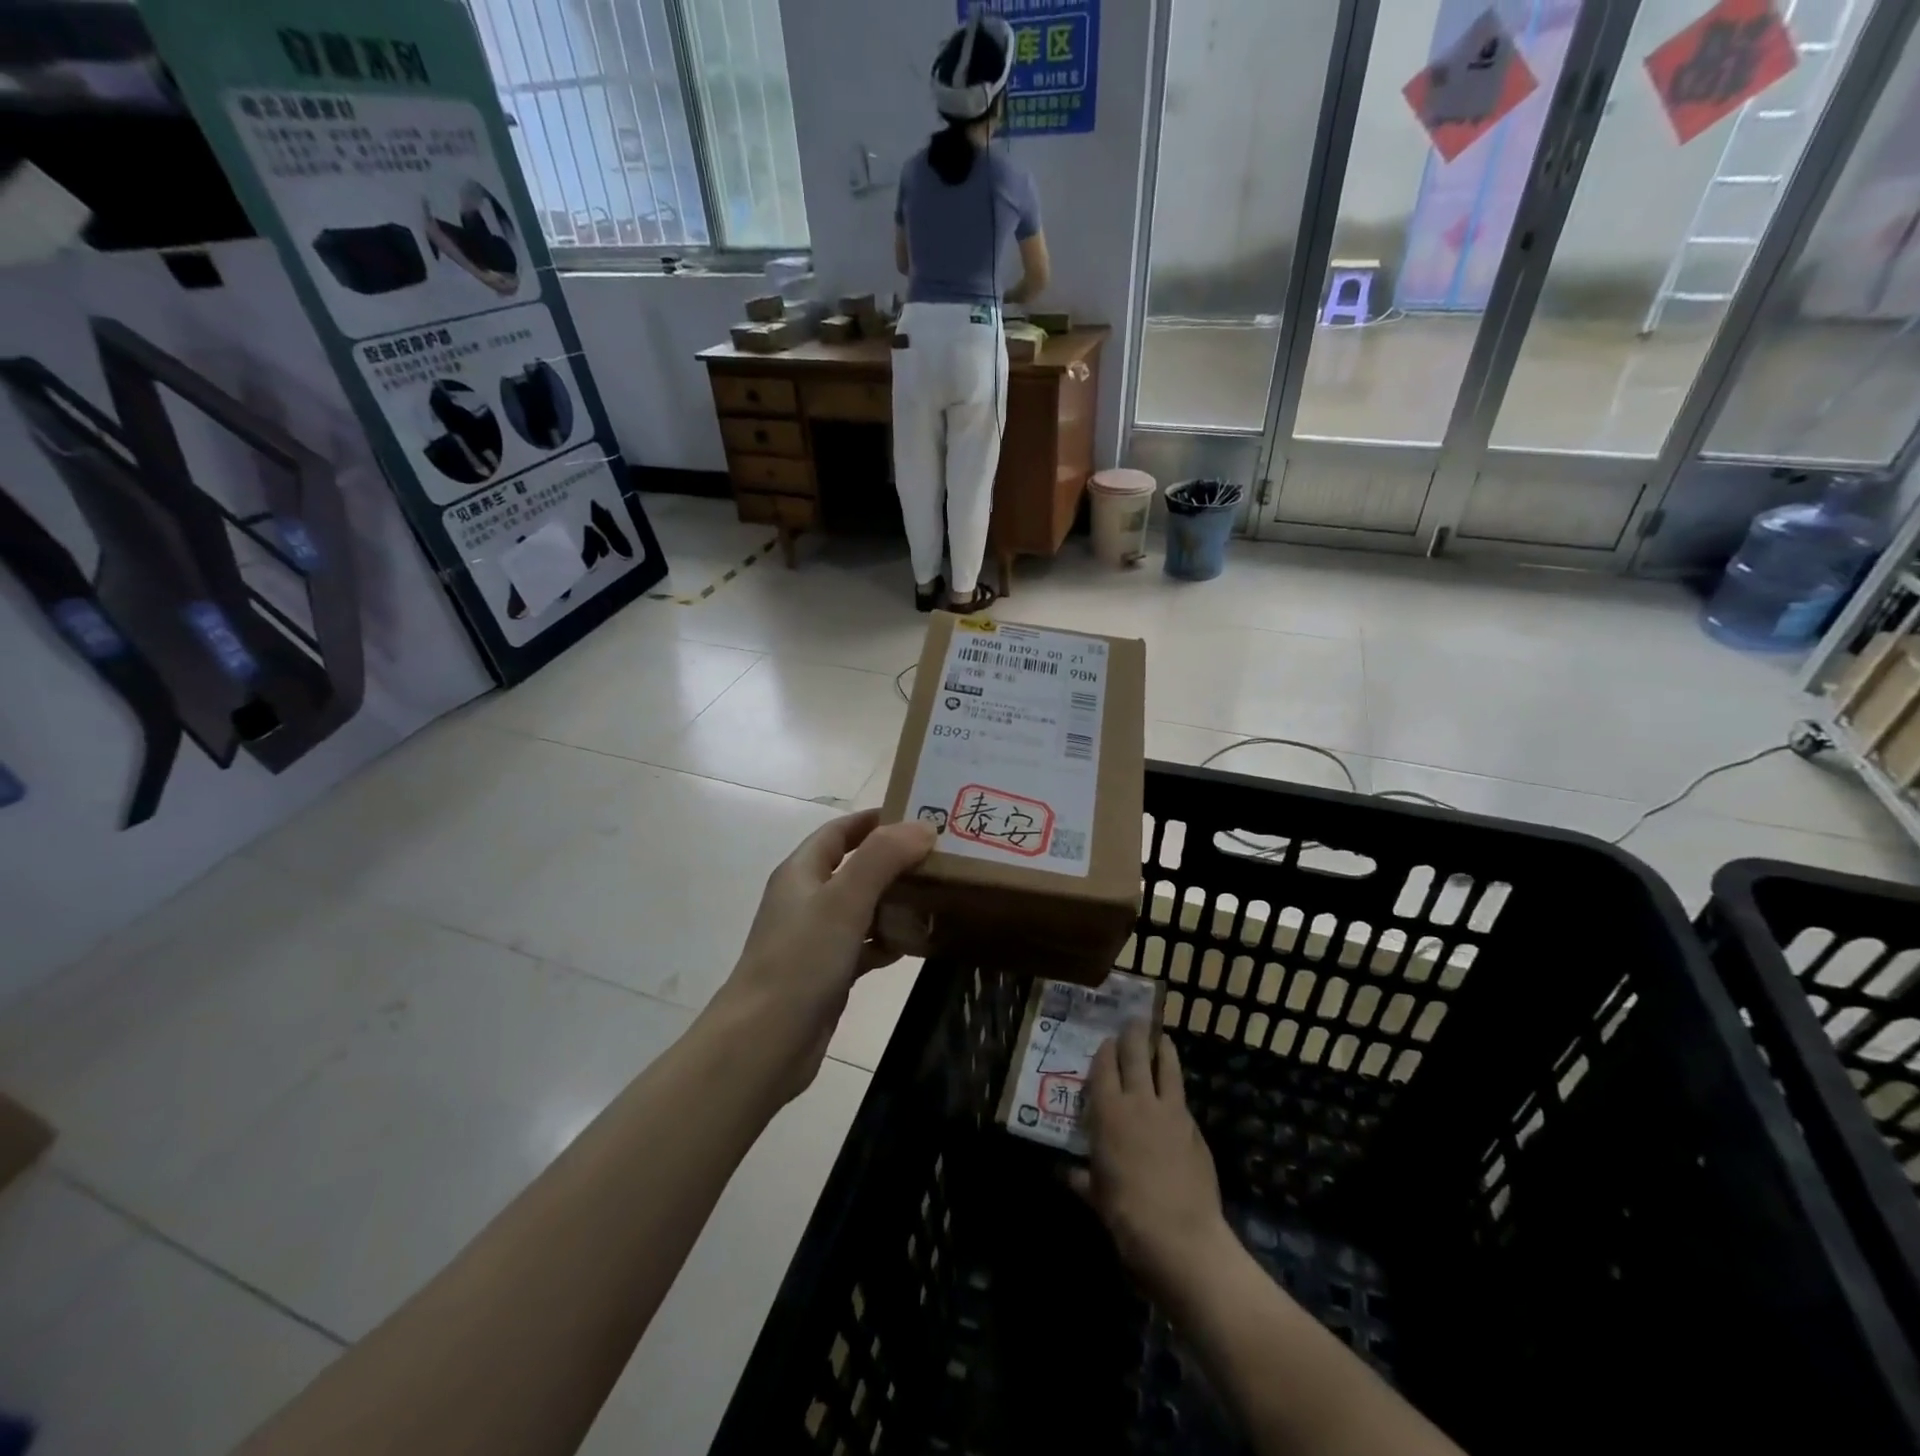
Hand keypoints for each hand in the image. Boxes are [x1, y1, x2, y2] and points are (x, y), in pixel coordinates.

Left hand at [711, 810, 935, 1102]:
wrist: (764, 1043)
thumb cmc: (801, 961)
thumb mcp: (844, 900)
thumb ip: (883, 858)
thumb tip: (923, 826)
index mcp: (802, 872)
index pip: (840, 831)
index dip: (875, 819)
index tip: (919, 814)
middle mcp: (807, 899)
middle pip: (855, 867)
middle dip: (894, 860)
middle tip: (942, 857)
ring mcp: (816, 938)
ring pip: (862, 907)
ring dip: (895, 900)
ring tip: (939, 895)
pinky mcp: (827, 973)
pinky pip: (863, 945)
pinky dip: (888, 940)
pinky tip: (917, 943)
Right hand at [1071, 1019, 1231, 1305]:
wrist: (1179, 1236)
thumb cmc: (1125, 1214)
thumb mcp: (1094, 1196)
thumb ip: (1080, 1178)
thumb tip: (1064, 1172)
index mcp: (1107, 1112)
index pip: (1104, 1067)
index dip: (1105, 1050)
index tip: (1106, 1040)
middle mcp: (1138, 1101)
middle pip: (1136, 1054)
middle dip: (1134, 1035)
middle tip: (1134, 1021)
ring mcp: (1170, 1111)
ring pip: (1167, 1066)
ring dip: (1163, 1048)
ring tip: (1162, 1037)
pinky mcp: (1194, 1127)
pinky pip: (1182, 1097)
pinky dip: (1177, 1086)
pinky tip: (1176, 1089)